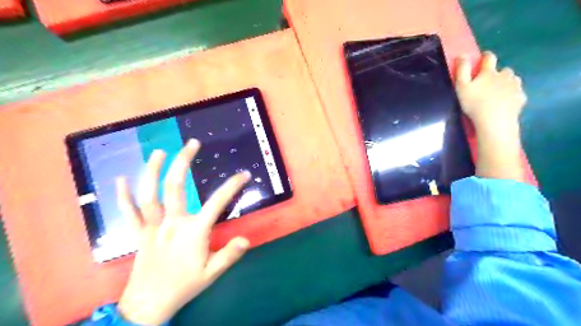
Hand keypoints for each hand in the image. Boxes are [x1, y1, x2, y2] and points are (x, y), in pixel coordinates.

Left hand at [115, 139, 249, 324]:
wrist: (148, 305)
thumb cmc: (184, 286)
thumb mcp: (212, 273)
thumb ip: (229, 254)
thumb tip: (246, 239)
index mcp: (193, 231)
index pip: (217, 202)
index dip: (232, 186)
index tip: (244, 174)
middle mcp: (172, 223)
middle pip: (175, 187)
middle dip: (183, 162)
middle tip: (192, 143)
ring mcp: (152, 226)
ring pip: (149, 194)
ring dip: (152, 170)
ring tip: (159, 152)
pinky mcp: (138, 233)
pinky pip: (128, 213)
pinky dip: (122, 196)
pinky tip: (121, 179)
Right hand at [456, 52, 529, 128]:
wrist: (494, 121)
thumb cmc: (474, 103)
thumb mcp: (461, 87)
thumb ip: (462, 70)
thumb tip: (462, 55)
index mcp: (489, 72)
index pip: (489, 58)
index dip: (485, 56)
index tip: (483, 57)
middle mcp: (505, 75)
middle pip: (503, 70)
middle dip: (497, 73)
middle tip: (488, 82)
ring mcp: (515, 86)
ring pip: (512, 79)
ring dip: (506, 82)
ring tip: (498, 92)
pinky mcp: (520, 98)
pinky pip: (517, 92)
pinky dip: (512, 94)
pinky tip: (505, 102)